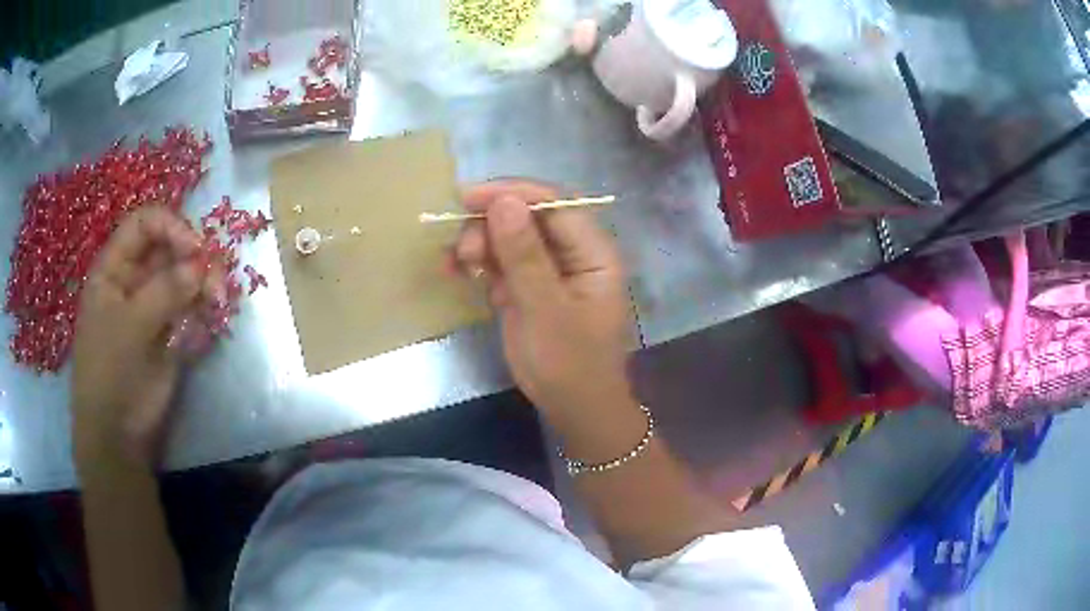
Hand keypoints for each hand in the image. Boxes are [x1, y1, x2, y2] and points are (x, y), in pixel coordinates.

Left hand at [71, 207, 216, 466]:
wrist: (117, 434)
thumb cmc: (109, 373)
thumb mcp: (129, 328)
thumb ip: (163, 292)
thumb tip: (201, 265)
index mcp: (114, 269)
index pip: (144, 224)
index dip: (170, 227)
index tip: (195, 250)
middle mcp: (135, 279)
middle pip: (170, 248)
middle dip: (195, 258)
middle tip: (216, 281)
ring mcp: (154, 306)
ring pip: (185, 277)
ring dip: (205, 283)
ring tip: (218, 303)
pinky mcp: (170, 332)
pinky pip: (192, 308)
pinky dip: (204, 310)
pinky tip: (211, 321)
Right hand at [453, 180, 633, 417]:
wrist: (573, 410)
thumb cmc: (570, 364)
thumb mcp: (546, 311)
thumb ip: (525, 256)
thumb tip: (503, 201)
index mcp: (593, 252)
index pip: (554, 204)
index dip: (513, 194)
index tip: (469, 198)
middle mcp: (572, 253)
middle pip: (528, 217)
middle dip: (491, 224)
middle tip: (463, 249)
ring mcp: (548, 269)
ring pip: (509, 238)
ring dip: (480, 243)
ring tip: (456, 264)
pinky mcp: (528, 287)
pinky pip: (500, 262)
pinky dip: (478, 263)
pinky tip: (456, 271)